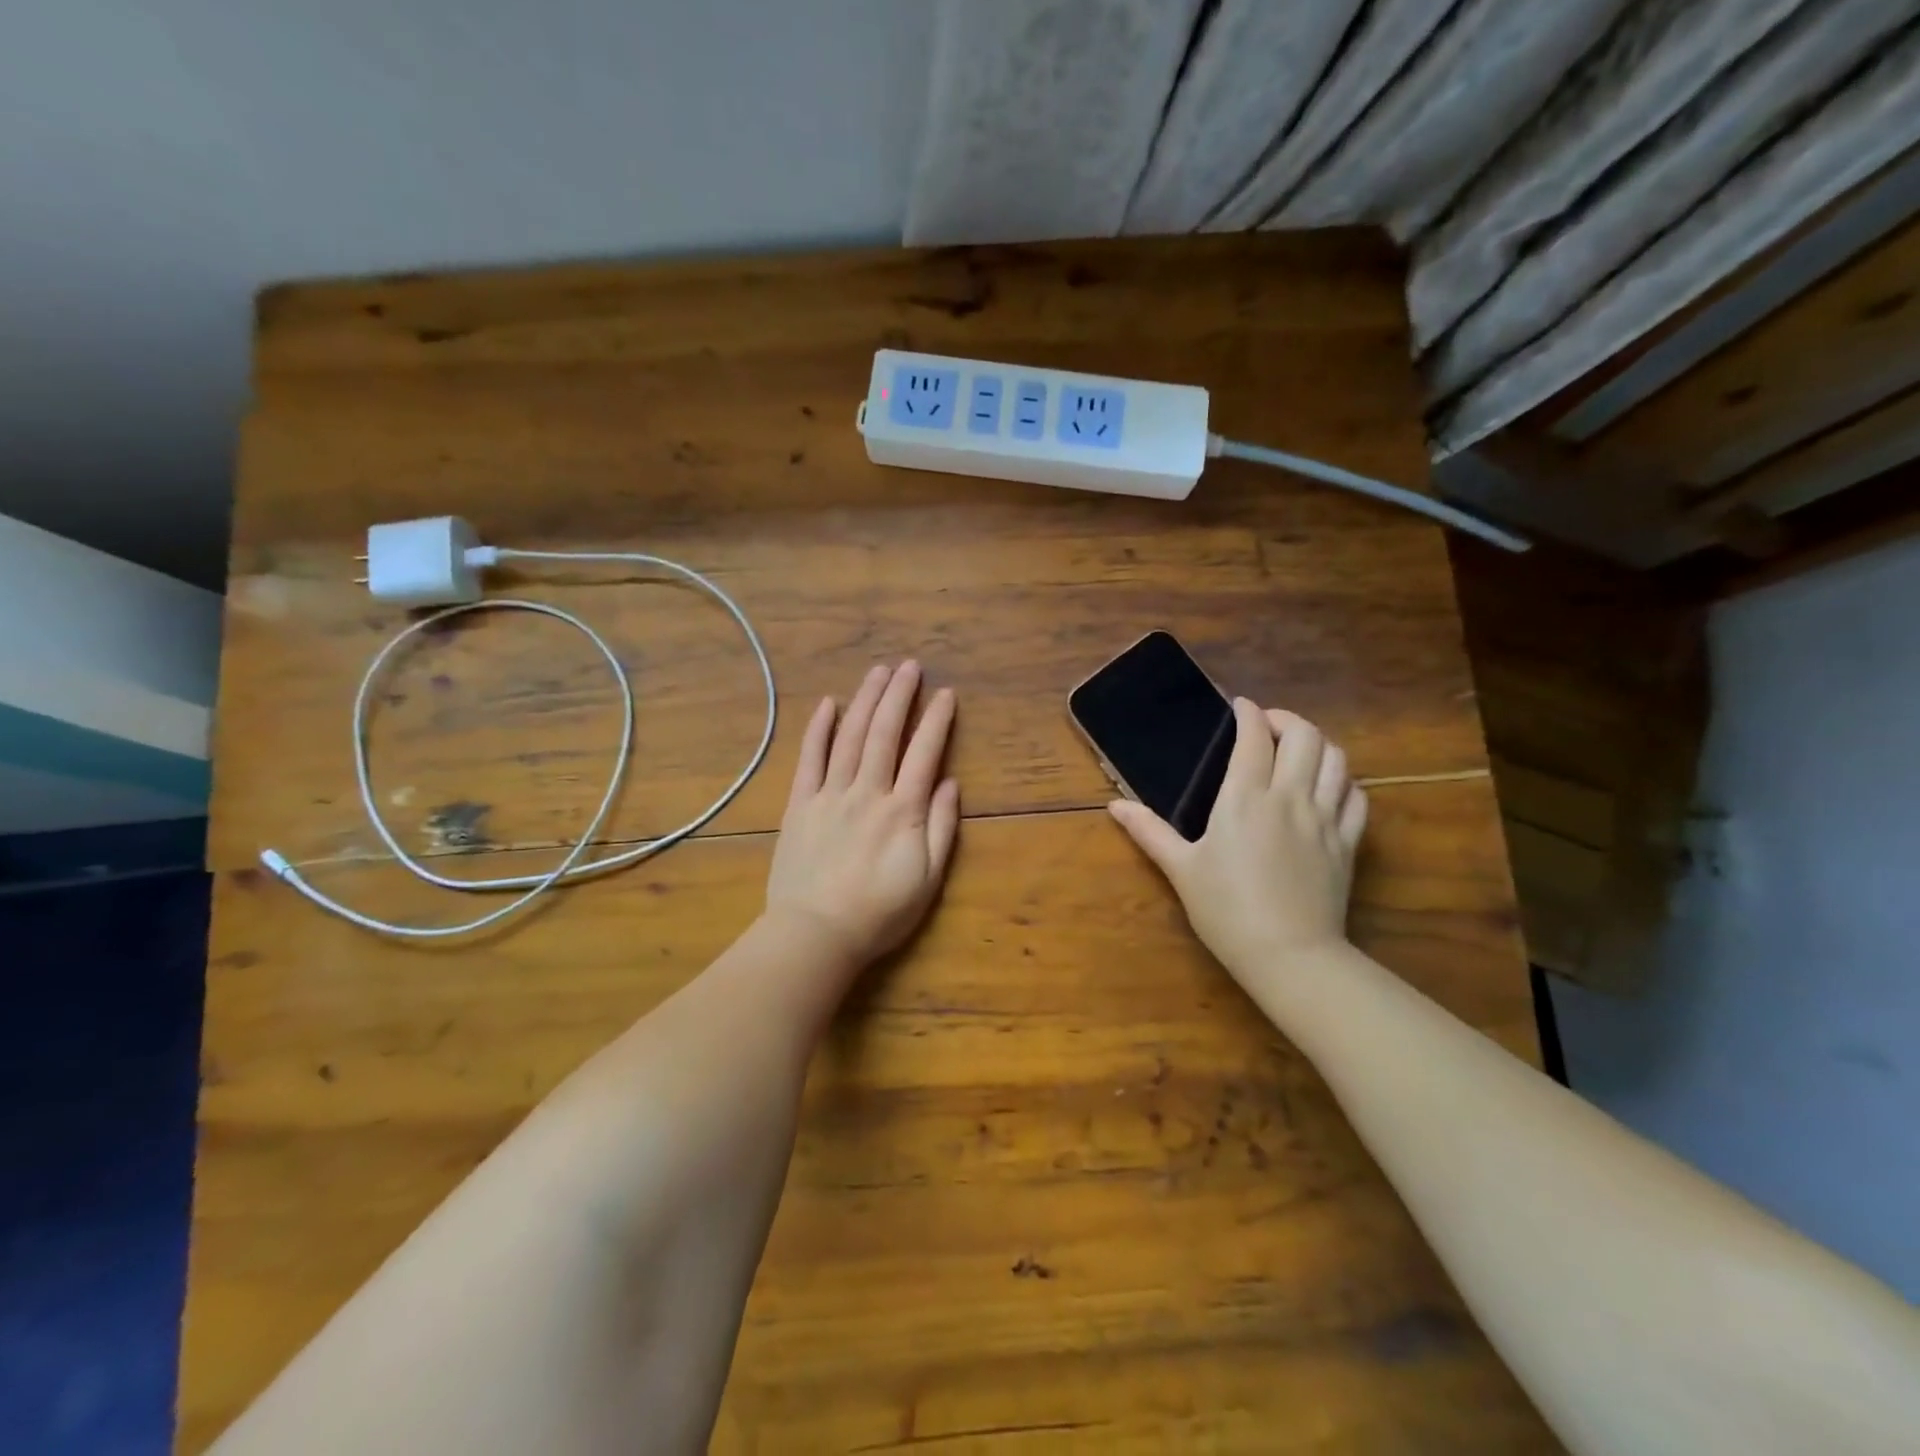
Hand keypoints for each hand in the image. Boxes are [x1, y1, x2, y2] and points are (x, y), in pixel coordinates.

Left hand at [764, 662, 959, 968]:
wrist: (815, 934)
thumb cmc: (879, 912)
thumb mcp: (927, 879)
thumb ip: (941, 828)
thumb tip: (950, 783)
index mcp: (902, 811)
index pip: (924, 753)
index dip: (937, 720)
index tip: (946, 694)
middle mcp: (867, 792)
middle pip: (885, 733)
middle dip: (899, 696)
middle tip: (909, 666)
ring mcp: (829, 795)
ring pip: (850, 737)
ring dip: (865, 701)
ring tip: (878, 672)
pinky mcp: (800, 805)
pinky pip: (809, 759)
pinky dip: (818, 729)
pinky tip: (827, 704)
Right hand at [1109, 699, 1366, 978]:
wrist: (1288, 955)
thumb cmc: (1226, 910)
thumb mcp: (1181, 870)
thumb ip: (1149, 831)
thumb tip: (1114, 806)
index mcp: (1245, 798)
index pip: (1254, 737)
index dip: (1248, 713)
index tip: (1239, 706)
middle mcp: (1290, 797)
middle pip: (1305, 736)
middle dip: (1286, 720)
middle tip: (1267, 727)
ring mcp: (1325, 819)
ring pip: (1337, 759)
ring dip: (1319, 744)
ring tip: (1299, 750)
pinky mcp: (1348, 843)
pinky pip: (1357, 797)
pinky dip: (1344, 781)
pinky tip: (1330, 788)